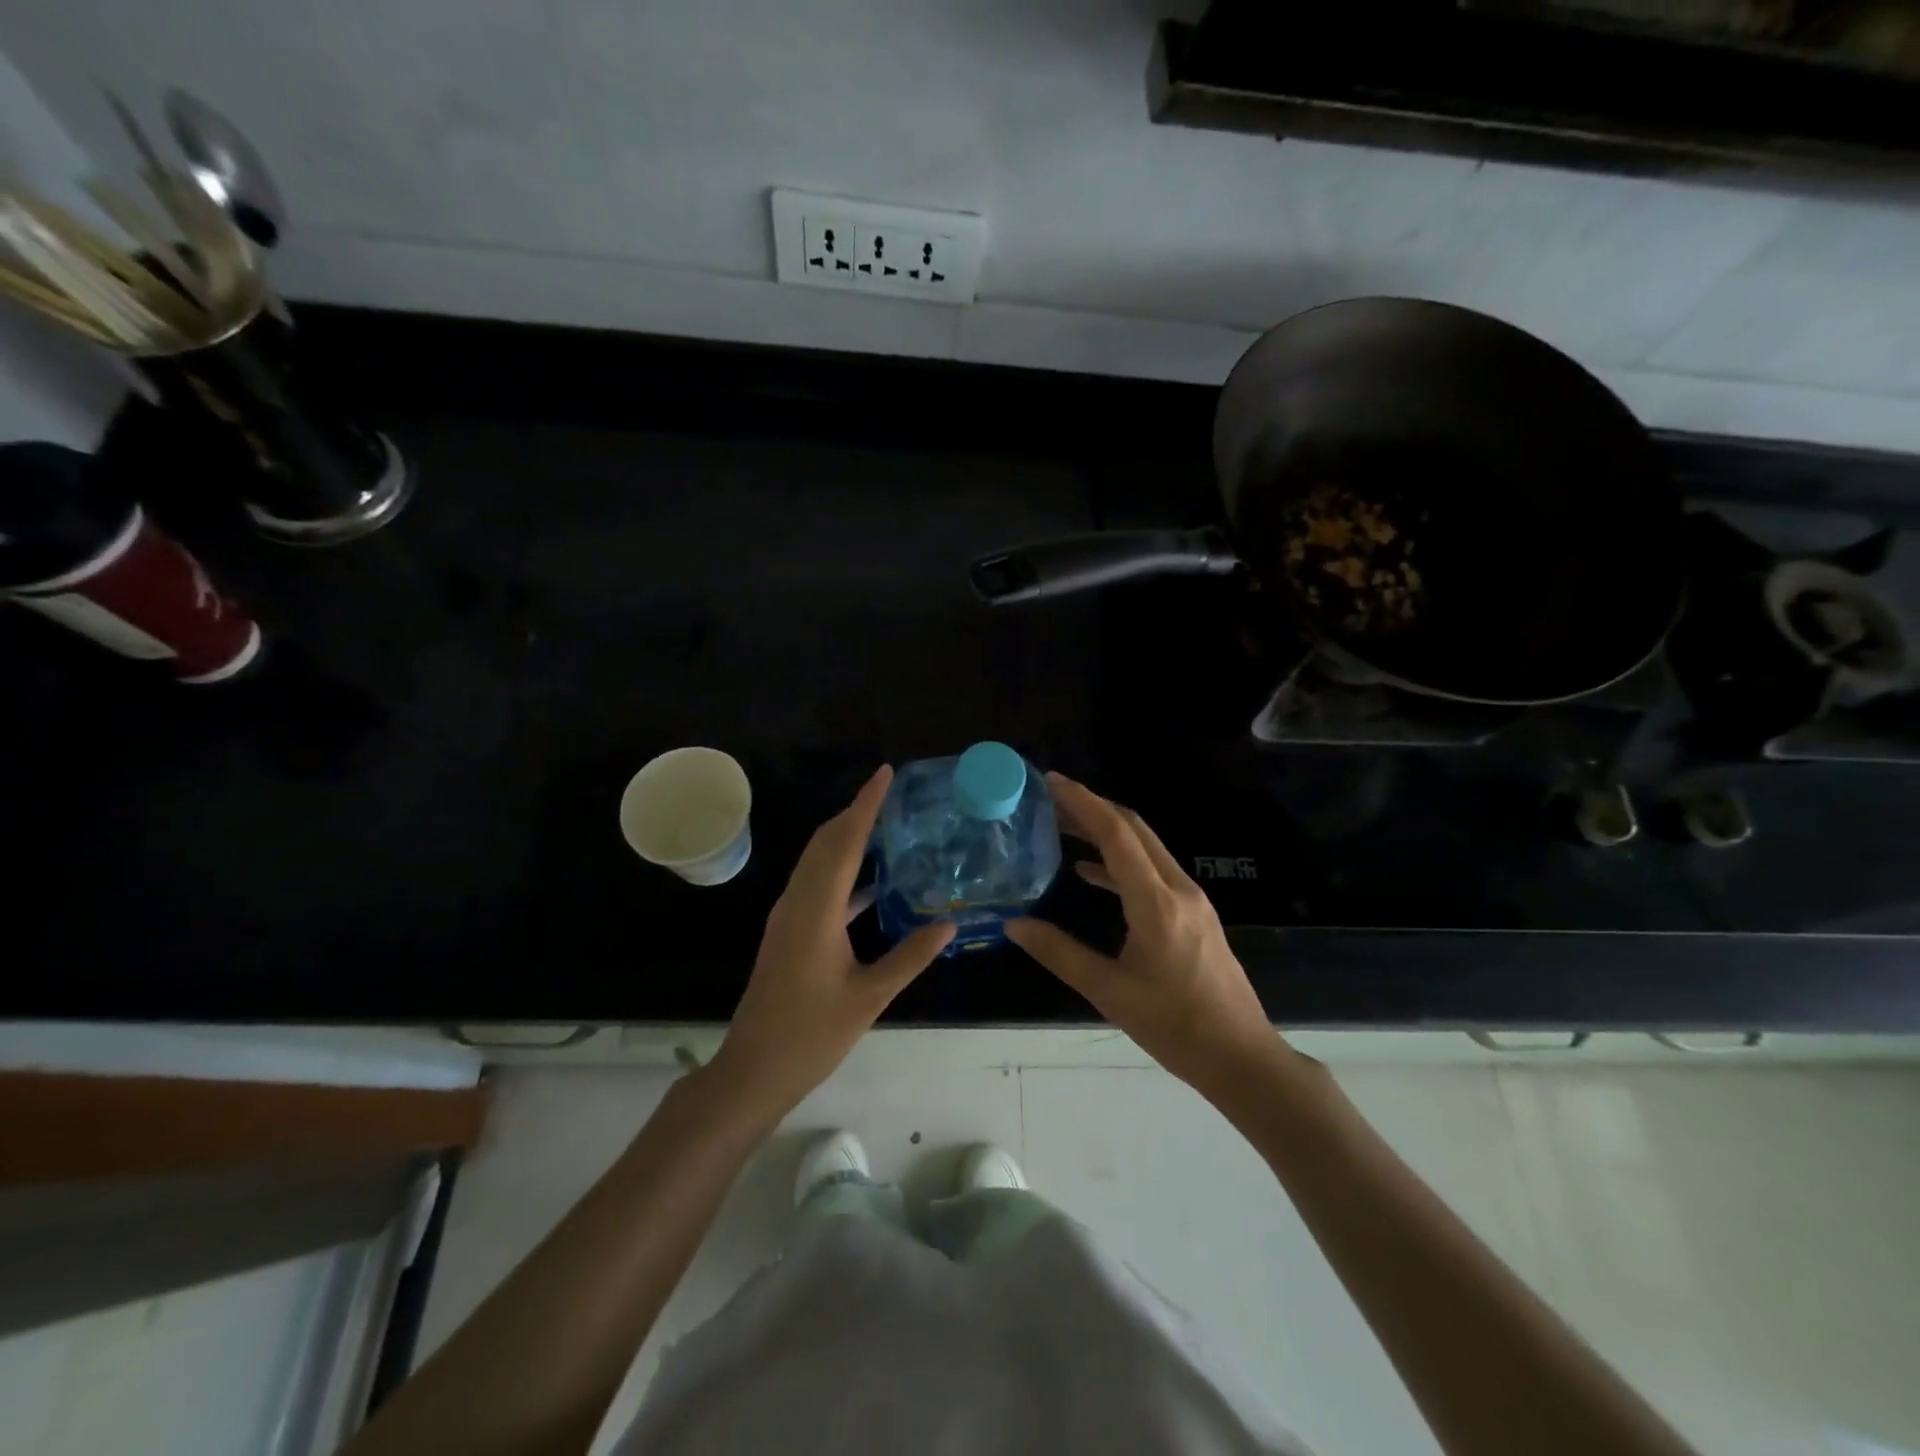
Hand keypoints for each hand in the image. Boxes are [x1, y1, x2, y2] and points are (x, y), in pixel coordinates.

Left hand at [710, 765, 952, 1124]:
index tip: (885, 773)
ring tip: (885, 826)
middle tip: (892, 795)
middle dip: (856, 812)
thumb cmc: (811, 1034)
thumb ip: (910, 956)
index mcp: (817, 909)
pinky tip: (871, 881)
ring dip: (847, 837)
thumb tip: (949, 924)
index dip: (865, 804)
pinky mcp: (788, 930)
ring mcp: (788, 915)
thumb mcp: (869, 997)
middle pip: (826, 841)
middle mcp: (798, 901)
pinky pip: (816, 883)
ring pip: (817, 860)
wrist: (753, 1070)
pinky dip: (841, 868)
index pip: (845, 842)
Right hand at [1007, 773, 1284, 1100]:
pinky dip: (1119, 862)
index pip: (1117, 835)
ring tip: (1064, 827)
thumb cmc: (1174, 1027)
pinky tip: (1090, 873)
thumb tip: (1014, 924)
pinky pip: (1152, 872)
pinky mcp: (1194, 915)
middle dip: (1093, 808)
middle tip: (1051, 800)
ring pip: (1145, 848)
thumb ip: (1059, 953)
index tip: (1051, 781)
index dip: (1083, 802)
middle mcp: (1178, 889)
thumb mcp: (1109, 992)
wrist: (1241, 1057)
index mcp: (1157, 903)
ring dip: (1106, 832)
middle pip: (1134, 830)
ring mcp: (1191, 900)